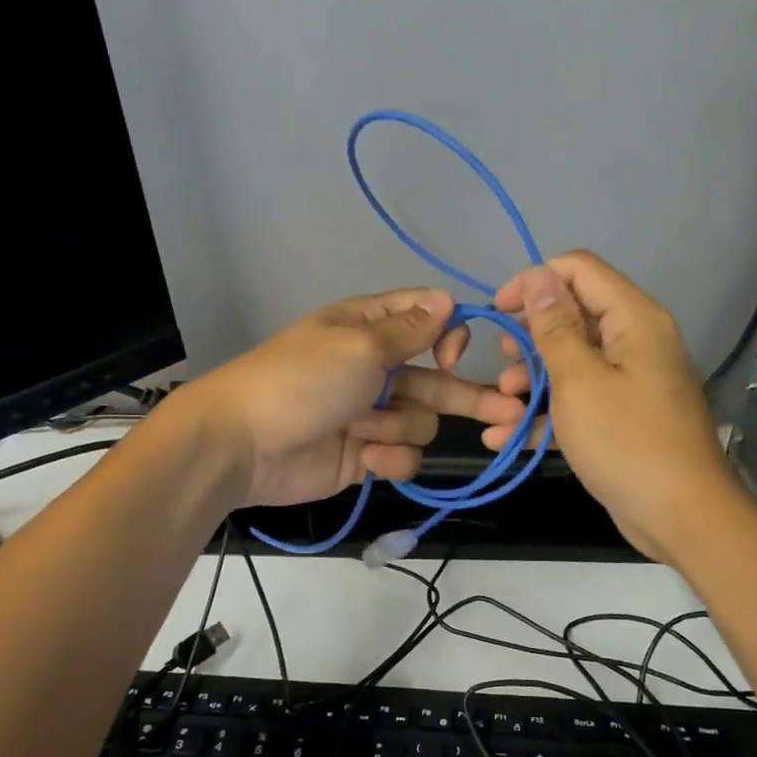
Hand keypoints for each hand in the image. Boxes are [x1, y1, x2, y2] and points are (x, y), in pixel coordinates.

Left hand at [182, 288, 525, 508]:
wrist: (245, 445)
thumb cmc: (303, 381)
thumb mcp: (359, 345)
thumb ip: (409, 330)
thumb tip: (447, 298)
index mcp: (369, 329)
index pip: (426, 320)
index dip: (449, 335)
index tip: (454, 355)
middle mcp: (375, 368)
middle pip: (437, 379)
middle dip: (467, 396)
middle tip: (511, 412)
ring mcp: (371, 414)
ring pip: (421, 421)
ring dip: (399, 427)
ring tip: (364, 431)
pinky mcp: (366, 454)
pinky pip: (402, 455)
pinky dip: (388, 457)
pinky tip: (366, 457)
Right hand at [487, 252, 742, 562]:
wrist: (679, 515)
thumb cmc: (625, 441)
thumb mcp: (578, 381)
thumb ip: (554, 327)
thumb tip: (538, 274)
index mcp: (632, 319)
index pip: (578, 270)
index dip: (534, 282)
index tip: (498, 310)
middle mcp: (634, 341)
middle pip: (572, 316)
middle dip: (529, 339)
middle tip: (502, 364)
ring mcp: (629, 381)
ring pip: (570, 363)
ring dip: (530, 381)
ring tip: (501, 407)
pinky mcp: (621, 417)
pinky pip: (578, 402)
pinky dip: (545, 415)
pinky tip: (505, 438)